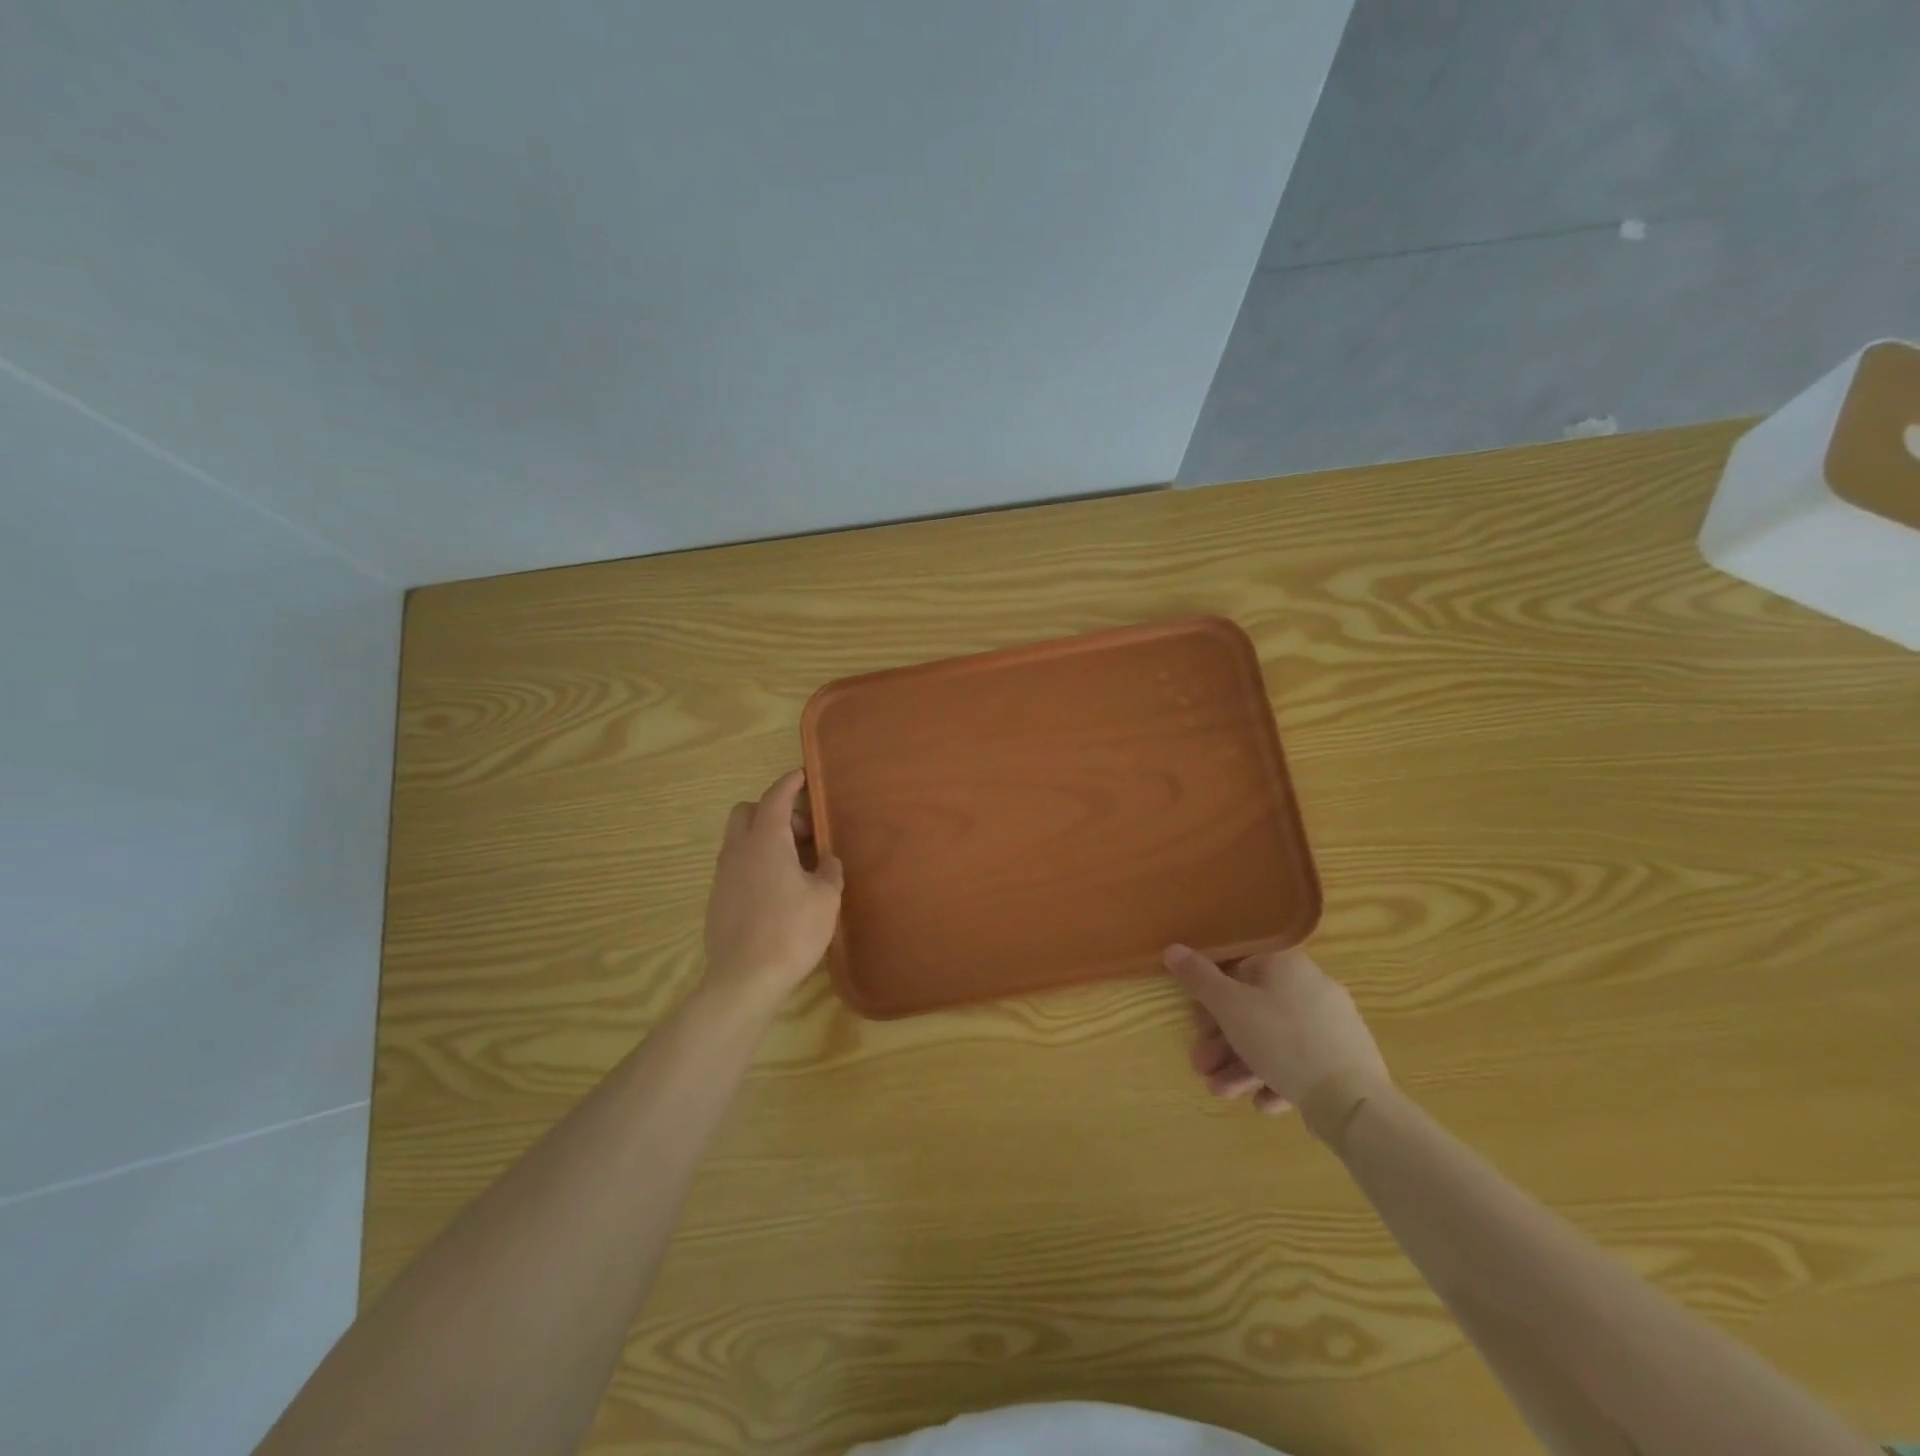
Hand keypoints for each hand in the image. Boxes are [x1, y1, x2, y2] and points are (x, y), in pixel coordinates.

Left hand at [702, 770, 844, 1011]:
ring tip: (795, 863)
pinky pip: (736, 865)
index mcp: (766, 841)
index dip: (789, 783)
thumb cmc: (792, 931)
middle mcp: (738, 850)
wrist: (744, 979)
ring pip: (739, 839)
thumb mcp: (826, 898)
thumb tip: (826, 860)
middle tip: (803, 832)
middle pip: (747, 812)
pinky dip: (755, 862)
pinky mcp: (717, 899)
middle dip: (773, 810)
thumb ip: (829, 870)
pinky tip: (777, 889)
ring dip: (764, 838)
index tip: (802, 776)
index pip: (775, 798)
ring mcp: (723, 875)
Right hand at [1164, 945, 1389, 1114]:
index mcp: (1286, 965)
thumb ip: (1198, 978)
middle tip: (1202, 1066)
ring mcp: (1333, 1025)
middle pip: (1254, 1011)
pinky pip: (1302, 1063)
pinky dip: (1277, 1079)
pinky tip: (1263, 1103)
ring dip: (1242, 1066)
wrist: (1352, 1100)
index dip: (1212, 998)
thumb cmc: (1281, 1039)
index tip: (1197, 1026)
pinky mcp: (1346, 1061)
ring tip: (1222, 1093)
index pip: (1239, 970)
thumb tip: (1173, 948)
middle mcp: (1312, 987)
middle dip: (1223, 1043)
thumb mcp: (1229, 1006)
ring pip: (1275, 1041)